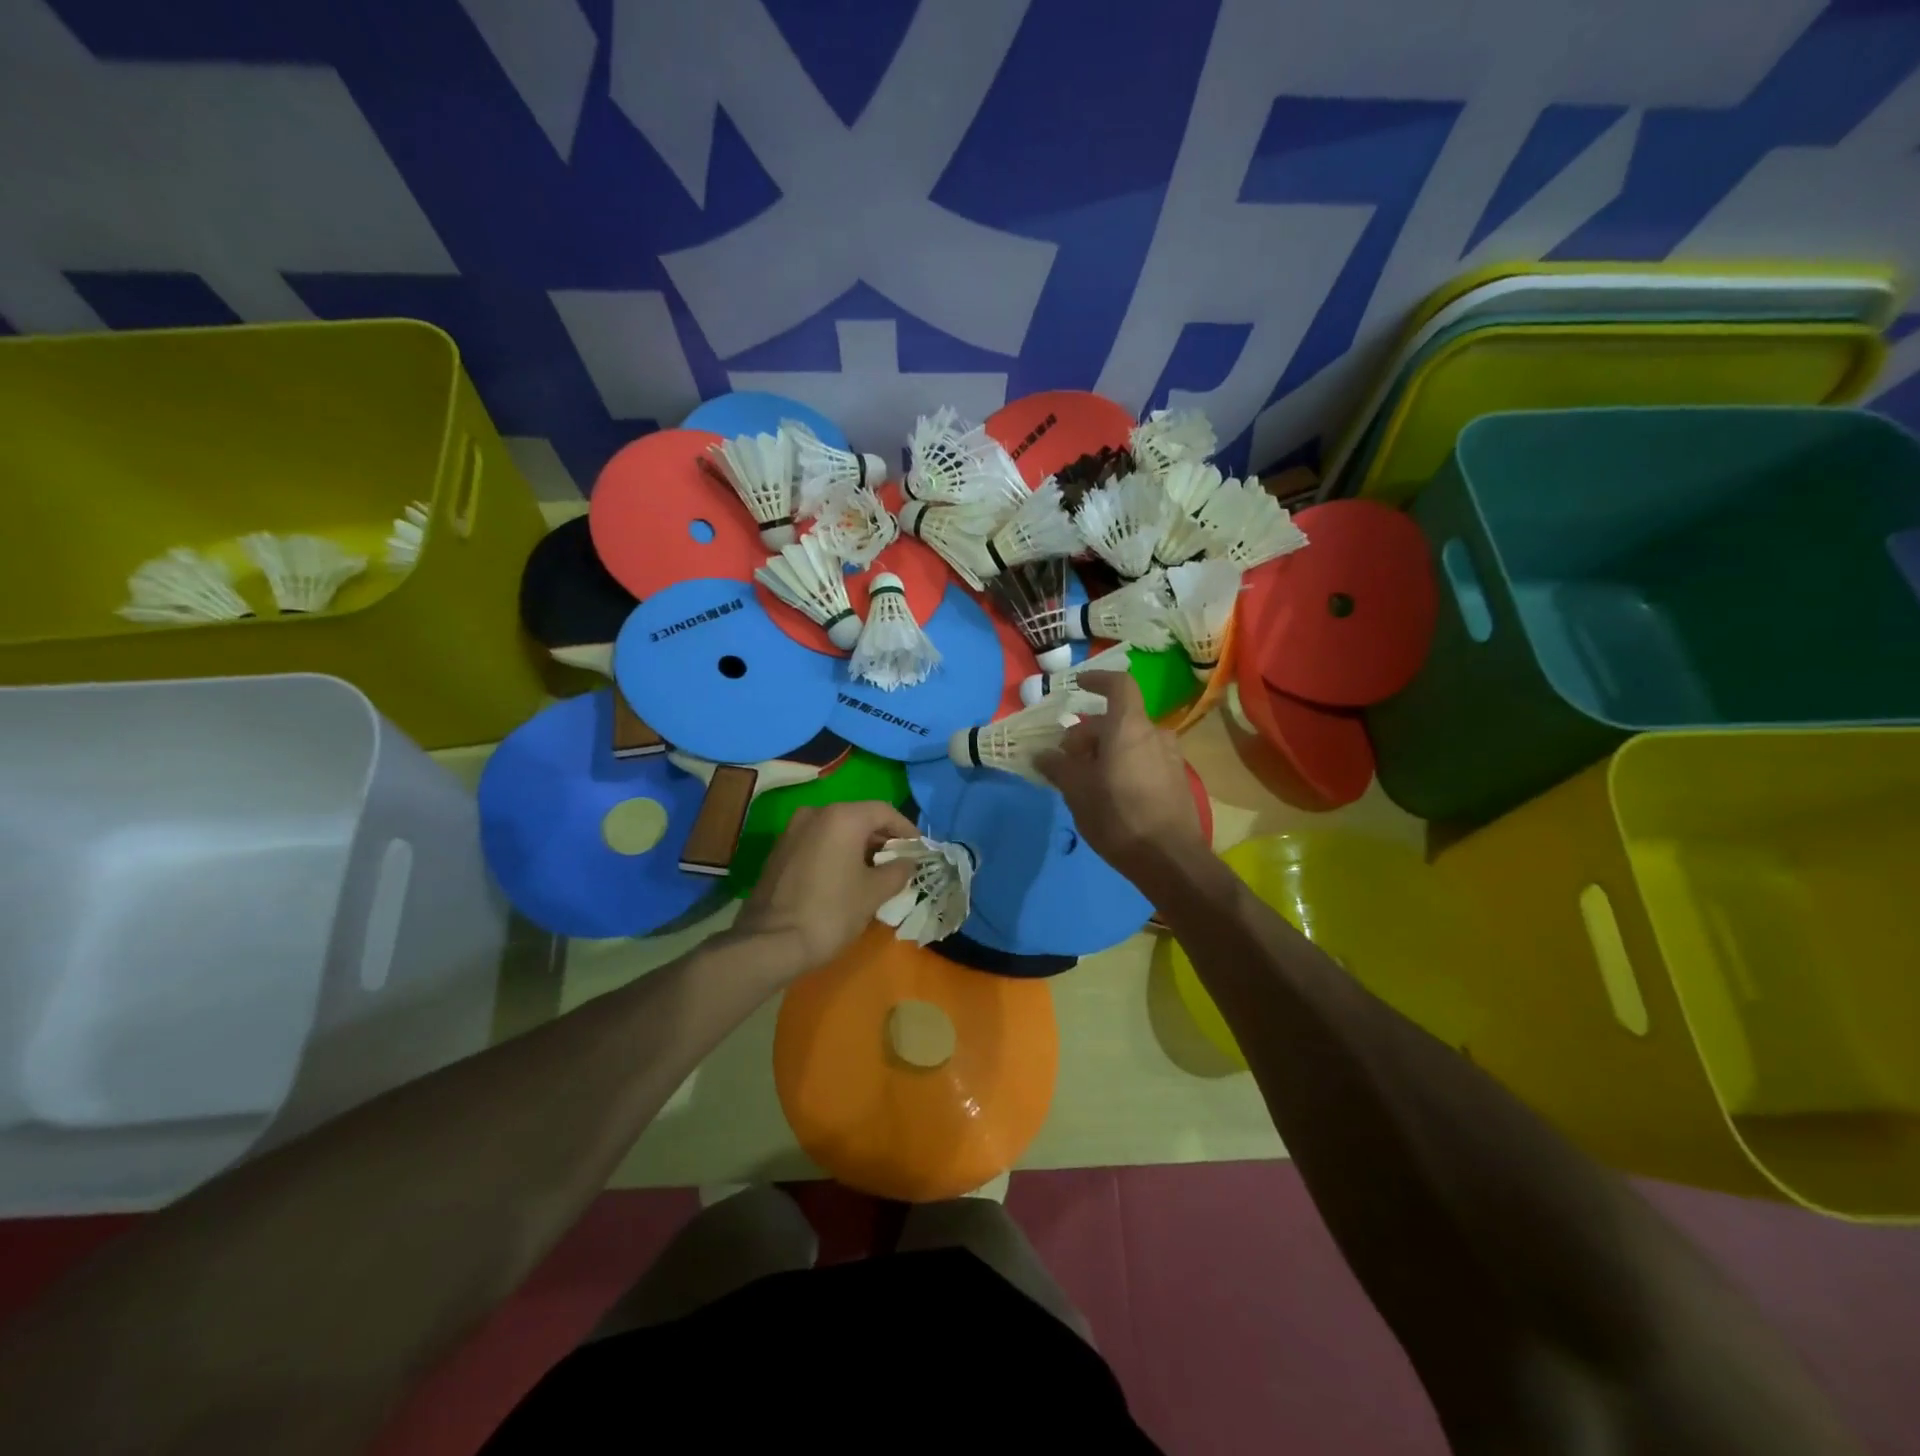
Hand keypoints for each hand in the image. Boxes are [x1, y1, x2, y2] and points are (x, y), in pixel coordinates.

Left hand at [733, 800, 918, 977]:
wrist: (770, 942)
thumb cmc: (831, 912)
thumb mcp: (874, 893)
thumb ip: (898, 871)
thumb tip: (907, 863)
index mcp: (842, 817)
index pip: (884, 811)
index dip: (907, 830)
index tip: (919, 851)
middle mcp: (816, 813)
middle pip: (860, 817)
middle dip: (882, 838)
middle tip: (899, 863)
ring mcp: (793, 830)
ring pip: (837, 829)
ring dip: (859, 846)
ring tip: (875, 873)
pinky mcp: (780, 849)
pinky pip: (818, 842)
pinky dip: (837, 852)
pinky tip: (846, 878)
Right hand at [1035, 670, 1207, 880]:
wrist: (1170, 858)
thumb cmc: (1117, 816)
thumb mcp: (1077, 791)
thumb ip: (1058, 767)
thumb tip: (1042, 754)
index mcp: (1129, 727)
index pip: (1118, 685)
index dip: (1097, 680)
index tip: (1077, 686)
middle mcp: (1155, 734)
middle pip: (1118, 720)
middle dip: (1089, 734)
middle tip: (1066, 760)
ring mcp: (1171, 757)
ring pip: (1131, 742)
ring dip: (1106, 751)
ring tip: (1085, 779)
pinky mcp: (1177, 781)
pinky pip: (1144, 760)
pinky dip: (1124, 765)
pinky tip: (1110, 794)